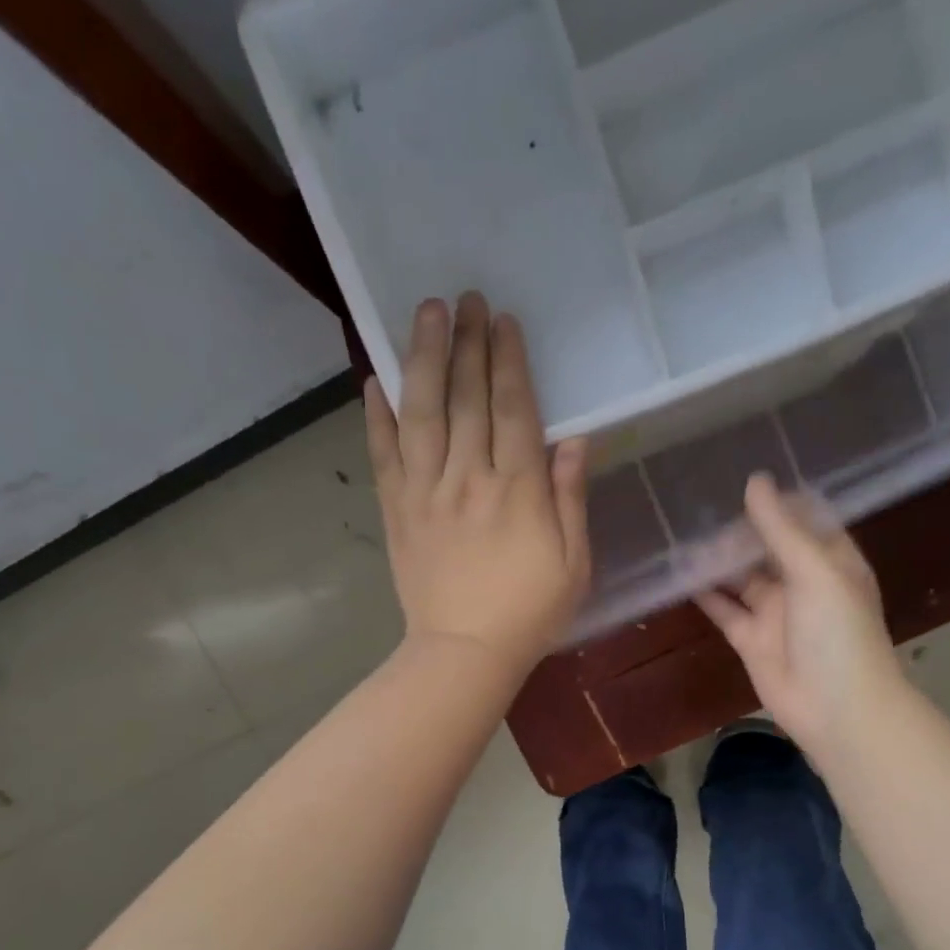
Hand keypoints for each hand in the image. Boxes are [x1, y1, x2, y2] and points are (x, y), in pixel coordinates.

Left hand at [367, 292, 590, 680]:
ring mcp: (426, 492)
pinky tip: (375, 380)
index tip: (503, 320)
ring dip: (423, 358)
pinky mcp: (397, 511)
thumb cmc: (529, 613)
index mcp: (518, 490)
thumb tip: (575, 438)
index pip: (514, 409)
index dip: (509, 360)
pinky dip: (378, 416)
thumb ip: (570, 498)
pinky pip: (384, 454)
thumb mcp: (573, 563)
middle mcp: (469, 478)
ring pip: (422, 412)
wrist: (464, 653)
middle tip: (465, 297)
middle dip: (468, 342)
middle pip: (467, 397)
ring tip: (425, 314)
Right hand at [697, 474, 906, 756]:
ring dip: (717, 560)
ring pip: (741, 577)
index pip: (804, 520)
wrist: (837, 708)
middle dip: (739, 530)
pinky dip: (704, 595)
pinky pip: (724, 610)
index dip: (777, 501)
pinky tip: (680, 575)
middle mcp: (803, 582)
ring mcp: (775, 612)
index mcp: (831, 560)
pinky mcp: (750, 639)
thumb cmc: (838, 633)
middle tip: (700, 506)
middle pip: (767, 547)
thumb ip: (781, 529)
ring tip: (684, 535)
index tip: (742, 478)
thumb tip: (754, 481)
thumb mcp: (814, 571)